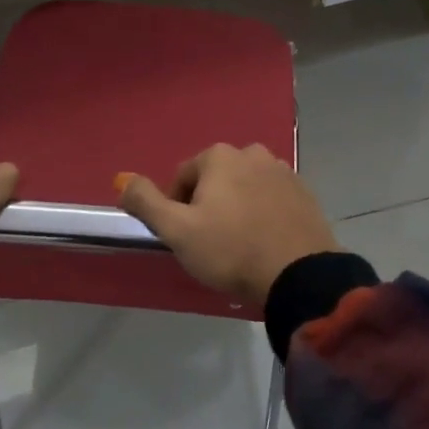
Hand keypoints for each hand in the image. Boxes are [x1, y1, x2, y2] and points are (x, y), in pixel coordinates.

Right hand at [119, 144, 337, 308]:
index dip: (176, 208)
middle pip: (215, 179)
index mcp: (219, 156)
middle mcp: (252, 153)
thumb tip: (123, 181)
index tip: (184, 237)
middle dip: (208, 204)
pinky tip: (264, 241)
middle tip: (210, 242)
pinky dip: (263, 213)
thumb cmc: (231, 250)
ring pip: (245, 187)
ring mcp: (283, 171)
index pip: (183, 177)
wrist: (299, 274)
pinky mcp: (304, 192)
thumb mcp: (177, 231)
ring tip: (238, 244)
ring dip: (236, 207)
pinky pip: (271, 198)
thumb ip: (147, 202)